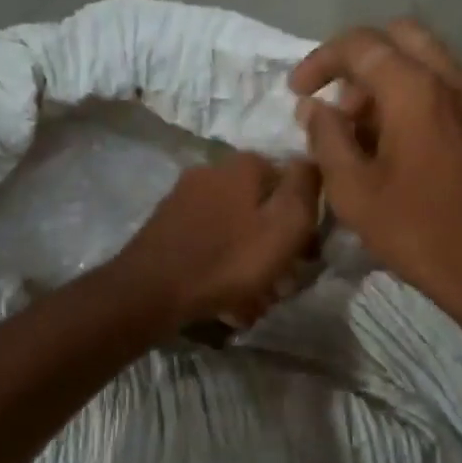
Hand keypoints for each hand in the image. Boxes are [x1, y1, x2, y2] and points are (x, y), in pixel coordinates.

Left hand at [114, 152, 321, 328]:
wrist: (150, 291)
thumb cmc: (228, 259)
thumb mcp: (284, 226)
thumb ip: (305, 190)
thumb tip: (312, 161)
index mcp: (243, 165)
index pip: (290, 181)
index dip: (304, 218)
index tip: (306, 254)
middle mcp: (212, 171)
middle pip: (261, 207)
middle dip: (274, 245)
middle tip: (281, 283)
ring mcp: (185, 198)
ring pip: (236, 229)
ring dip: (250, 263)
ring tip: (254, 301)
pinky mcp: (168, 226)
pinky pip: (210, 244)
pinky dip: (223, 267)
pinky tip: (226, 299)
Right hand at [290, 20, 461, 316]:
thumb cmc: (416, 230)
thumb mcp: (353, 190)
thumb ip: (327, 137)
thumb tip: (313, 107)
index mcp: (416, 89)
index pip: (360, 45)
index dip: (320, 61)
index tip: (297, 92)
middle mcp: (451, 78)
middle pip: (397, 36)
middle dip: (357, 60)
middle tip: (334, 101)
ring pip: (422, 57)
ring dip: (384, 77)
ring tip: (358, 129)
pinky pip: (441, 83)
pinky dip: (410, 92)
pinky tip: (392, 140)